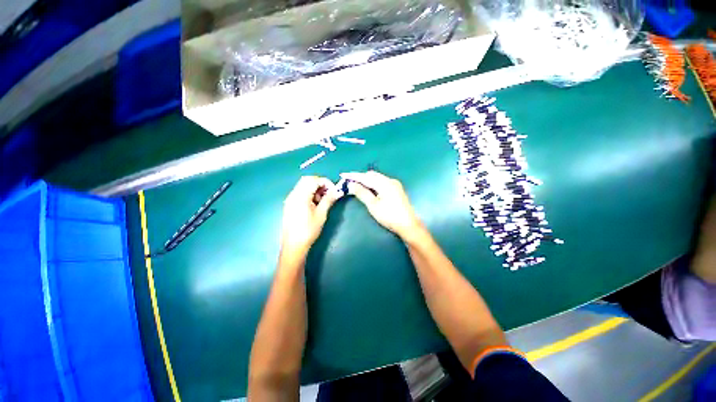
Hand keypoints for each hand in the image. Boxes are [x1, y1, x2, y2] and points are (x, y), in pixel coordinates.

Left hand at [280, 176, 341, 256]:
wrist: (294, 245)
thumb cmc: (309, 230)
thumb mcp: (321, 214)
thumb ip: (329, 199)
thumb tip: (338, 191)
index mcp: (301, 196)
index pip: (314, 180)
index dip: (326, 182)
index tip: (334, 190)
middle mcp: (293, 194)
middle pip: (307, 180)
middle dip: (320, 184)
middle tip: (328, 194)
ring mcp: (290, 199)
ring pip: (303, 186)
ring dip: (314, 189)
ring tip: (322, 200)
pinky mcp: (289, 204)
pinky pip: (300, 193)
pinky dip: (309, 194)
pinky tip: (314, 204)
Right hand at [341, 171, 423, 240]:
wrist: (408, 225)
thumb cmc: (389, 216)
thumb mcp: (373, 206)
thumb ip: (362, 193)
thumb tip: (351, 184)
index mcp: (384, 183)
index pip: (365, 177)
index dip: (353, 176)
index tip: (343, 175)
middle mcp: (390, 180)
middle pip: (372, 175)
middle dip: (360, 177)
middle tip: (349, 181)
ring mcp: (394, 184)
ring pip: (377, 178)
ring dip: (367, 180)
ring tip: (356, 185)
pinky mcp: (396, 189)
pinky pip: (382, 182)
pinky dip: (373, 183)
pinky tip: (369, 188)